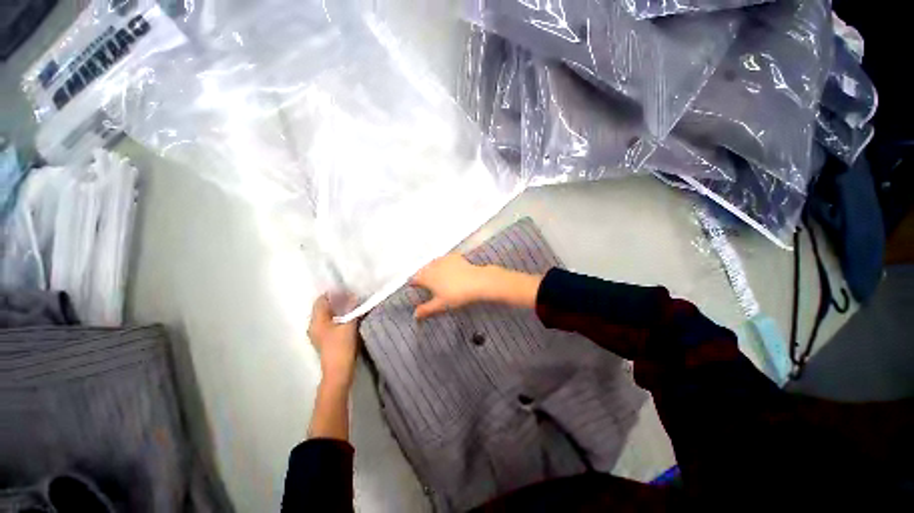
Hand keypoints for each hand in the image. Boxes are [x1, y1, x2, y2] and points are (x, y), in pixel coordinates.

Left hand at [308, 295, 358, 387]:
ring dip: (339, 310)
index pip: (321, 301)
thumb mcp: (349, 325)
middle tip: (352, 296)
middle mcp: (314, 326)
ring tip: (353, 305)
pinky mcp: (326, 340)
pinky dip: (339, 318)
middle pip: (323, 308)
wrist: (339, 371)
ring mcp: (319, 334)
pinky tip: (350, 318)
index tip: (346, 290)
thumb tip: (353, 296)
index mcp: (316, 321)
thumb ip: (351, 309)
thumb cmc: (341, 347)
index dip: (332, 293)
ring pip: (328, 316)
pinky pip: (331, 323)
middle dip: (337, 301)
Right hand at [410, 254, 492, 318]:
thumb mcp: (440, 305)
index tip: (414, 287)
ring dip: (432, 268)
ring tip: (436, 275)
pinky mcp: (454, 257)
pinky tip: (449, 269)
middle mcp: (432, 266)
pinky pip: (445, 260)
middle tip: (425, 282)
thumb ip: (426, 310)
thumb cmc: (456, 295)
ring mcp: (444, 260)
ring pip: (433, 263)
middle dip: (422, 275)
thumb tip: (414, 315)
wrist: (476, 282)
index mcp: (427, 277)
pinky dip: (444, 264)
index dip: (413, 283)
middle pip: (423, 270)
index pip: (414, 279)